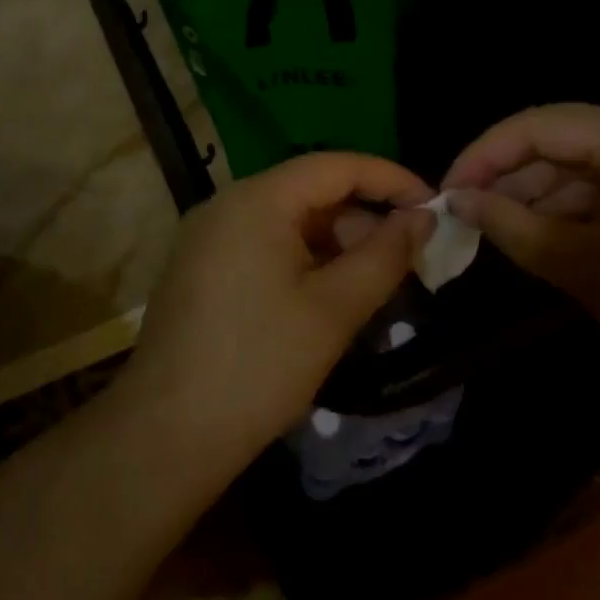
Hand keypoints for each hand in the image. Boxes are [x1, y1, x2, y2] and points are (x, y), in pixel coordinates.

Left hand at [120, 153, 433, 472]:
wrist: (167, 433)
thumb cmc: (260, 366)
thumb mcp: (334, 310)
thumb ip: (384, 256)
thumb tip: (422, 218)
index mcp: (256, 200)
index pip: (335, 166)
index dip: (389, 179)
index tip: (433, 207)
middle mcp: (225, 204)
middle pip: (308, 191)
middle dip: (361, 217)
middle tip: (406, 257)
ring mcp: (205, 236)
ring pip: (285, 220)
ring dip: (333, 242)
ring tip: (371, 282)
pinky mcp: (197, 267)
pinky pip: (260, 244)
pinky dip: (301, 258)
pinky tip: (325, 295)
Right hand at [443, 104, 599, 398]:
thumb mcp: (587, 269)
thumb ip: (514, 226)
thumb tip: (460, 200)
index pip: (540, 125)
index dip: (484, 154)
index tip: (447, 193)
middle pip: (565, 144)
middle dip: (512, 178)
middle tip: (469, 220)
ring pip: (593, 172)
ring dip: (545, 201)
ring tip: (505, 237)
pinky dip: (583, 218)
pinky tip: (556, 247)